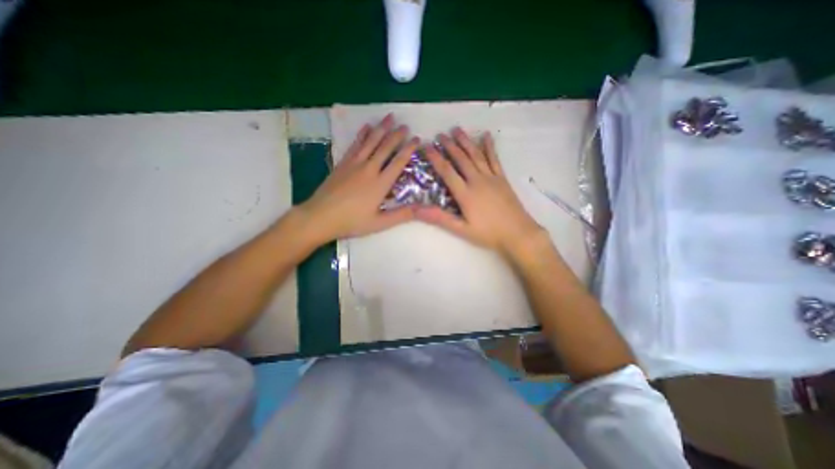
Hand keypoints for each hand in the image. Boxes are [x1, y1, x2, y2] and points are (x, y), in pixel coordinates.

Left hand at [297, 114, 420, 243]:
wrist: (321, 216)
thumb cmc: (352, 222)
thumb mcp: (380, 223)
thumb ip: (401, 215)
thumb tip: (422, 208)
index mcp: (380, 184)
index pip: (398, 162)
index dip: (409, 149)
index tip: (417, 139)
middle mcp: (369, 169)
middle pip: (385, 147)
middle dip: (397, 135)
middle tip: (406, 125)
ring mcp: (354, 164)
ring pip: (371, 141)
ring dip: (381, 128)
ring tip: (390, 116)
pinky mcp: (343, 163)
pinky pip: (355, 144)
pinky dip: (362, 134)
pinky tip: (367, 127)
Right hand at [414, 128, 545, 259]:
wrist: (518, 233)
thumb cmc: (488, 233)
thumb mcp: (461, 229)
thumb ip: (440, 218)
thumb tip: (417, 210)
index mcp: (466, 194)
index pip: (447, 171)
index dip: (435, 158)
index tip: (426, 146)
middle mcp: (477, 181)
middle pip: (461, 159)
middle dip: (450, 145)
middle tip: (440, 134)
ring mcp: (491, 177)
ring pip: (476, 155)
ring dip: (466, 141)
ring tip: (457, 129)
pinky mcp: (502, 178)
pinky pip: (494, 159)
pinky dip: (490, 146)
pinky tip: (486, 136)